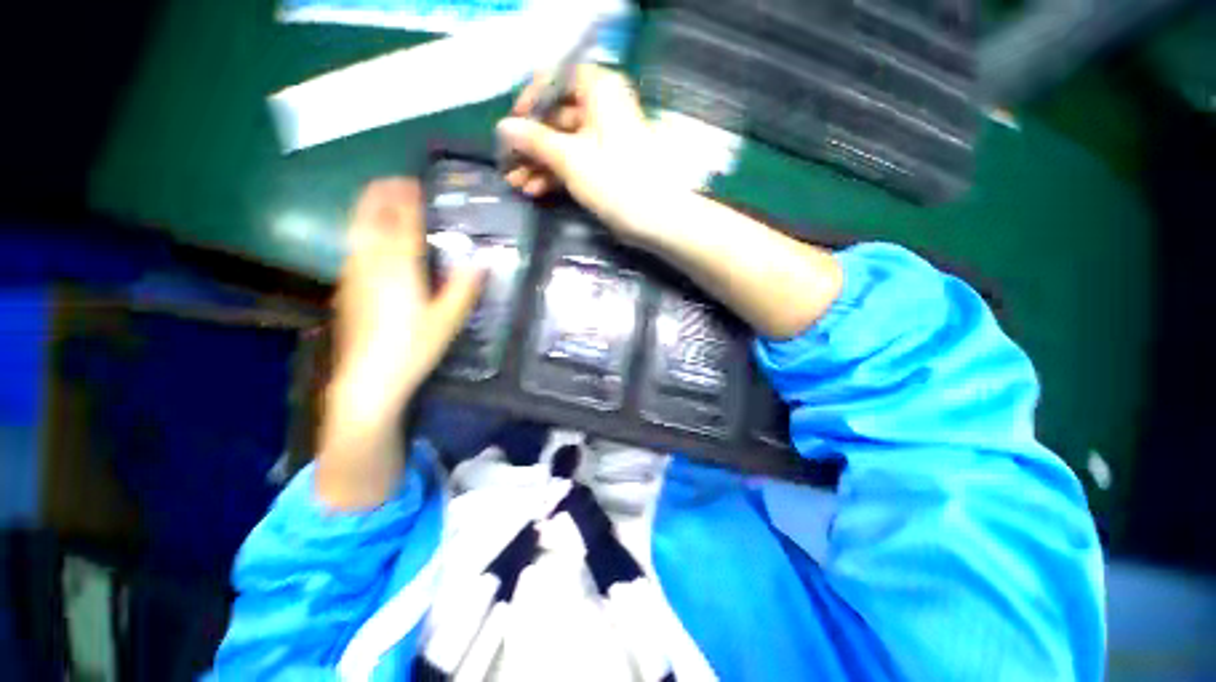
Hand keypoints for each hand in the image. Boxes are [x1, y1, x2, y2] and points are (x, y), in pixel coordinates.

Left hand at [318, 178, 483, 508]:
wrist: (368, 378)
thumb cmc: (413, 348)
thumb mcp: (447, 320)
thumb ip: (464, 288)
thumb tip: (481, 262)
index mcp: (400, 269)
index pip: (403, 223)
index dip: (409, 201)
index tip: (415, 183)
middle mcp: (372, 264)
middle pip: (372, 219)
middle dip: (381, 196)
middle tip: (393, 181)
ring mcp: (354, 275)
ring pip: (358, 231)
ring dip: (369, 210)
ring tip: (380, 199)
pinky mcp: (347, 289)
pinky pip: (353, 248)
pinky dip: (362, 232)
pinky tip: (368, 238)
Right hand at [496, 65, 664, 242]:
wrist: (655, 218)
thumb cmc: (615, 180)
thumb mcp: (570, 158)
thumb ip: (535, 141)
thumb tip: (504, 128)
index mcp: (599, 90)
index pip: (557, 80)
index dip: (531, 101)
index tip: (512, 124)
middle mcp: (602, 108)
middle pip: (557, 118)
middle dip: (530, 143)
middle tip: (508, 164)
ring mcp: (603, 140)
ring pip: (563, 144)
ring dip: (539, 163)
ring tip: (516, 183)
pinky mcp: (605, 166)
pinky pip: (575, 162)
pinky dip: (556, 175)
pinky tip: (535, 190)